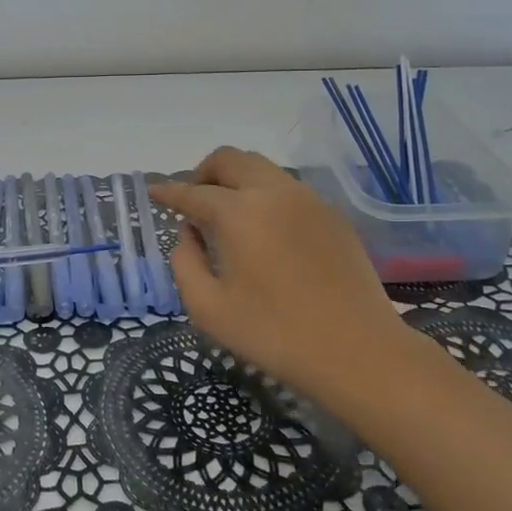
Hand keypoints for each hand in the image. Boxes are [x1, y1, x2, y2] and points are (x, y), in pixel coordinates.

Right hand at [150, 148, 418, 408]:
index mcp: (238, 212)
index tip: (155, 193)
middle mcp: (273, 192)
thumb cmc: (273, 334)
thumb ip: (184, 263)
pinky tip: (264, 230)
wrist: (357, 351)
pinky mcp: (332, 214)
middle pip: (230, 159)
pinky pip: (288, 188)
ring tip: (228, 215)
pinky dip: (264, 194)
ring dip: (236, 180)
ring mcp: (308, 199)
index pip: (193, 192)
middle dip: (203, 173)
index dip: (169, 192)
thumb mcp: (208, 308)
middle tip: (193, 201)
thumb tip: (188, 234)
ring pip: (262, 168)